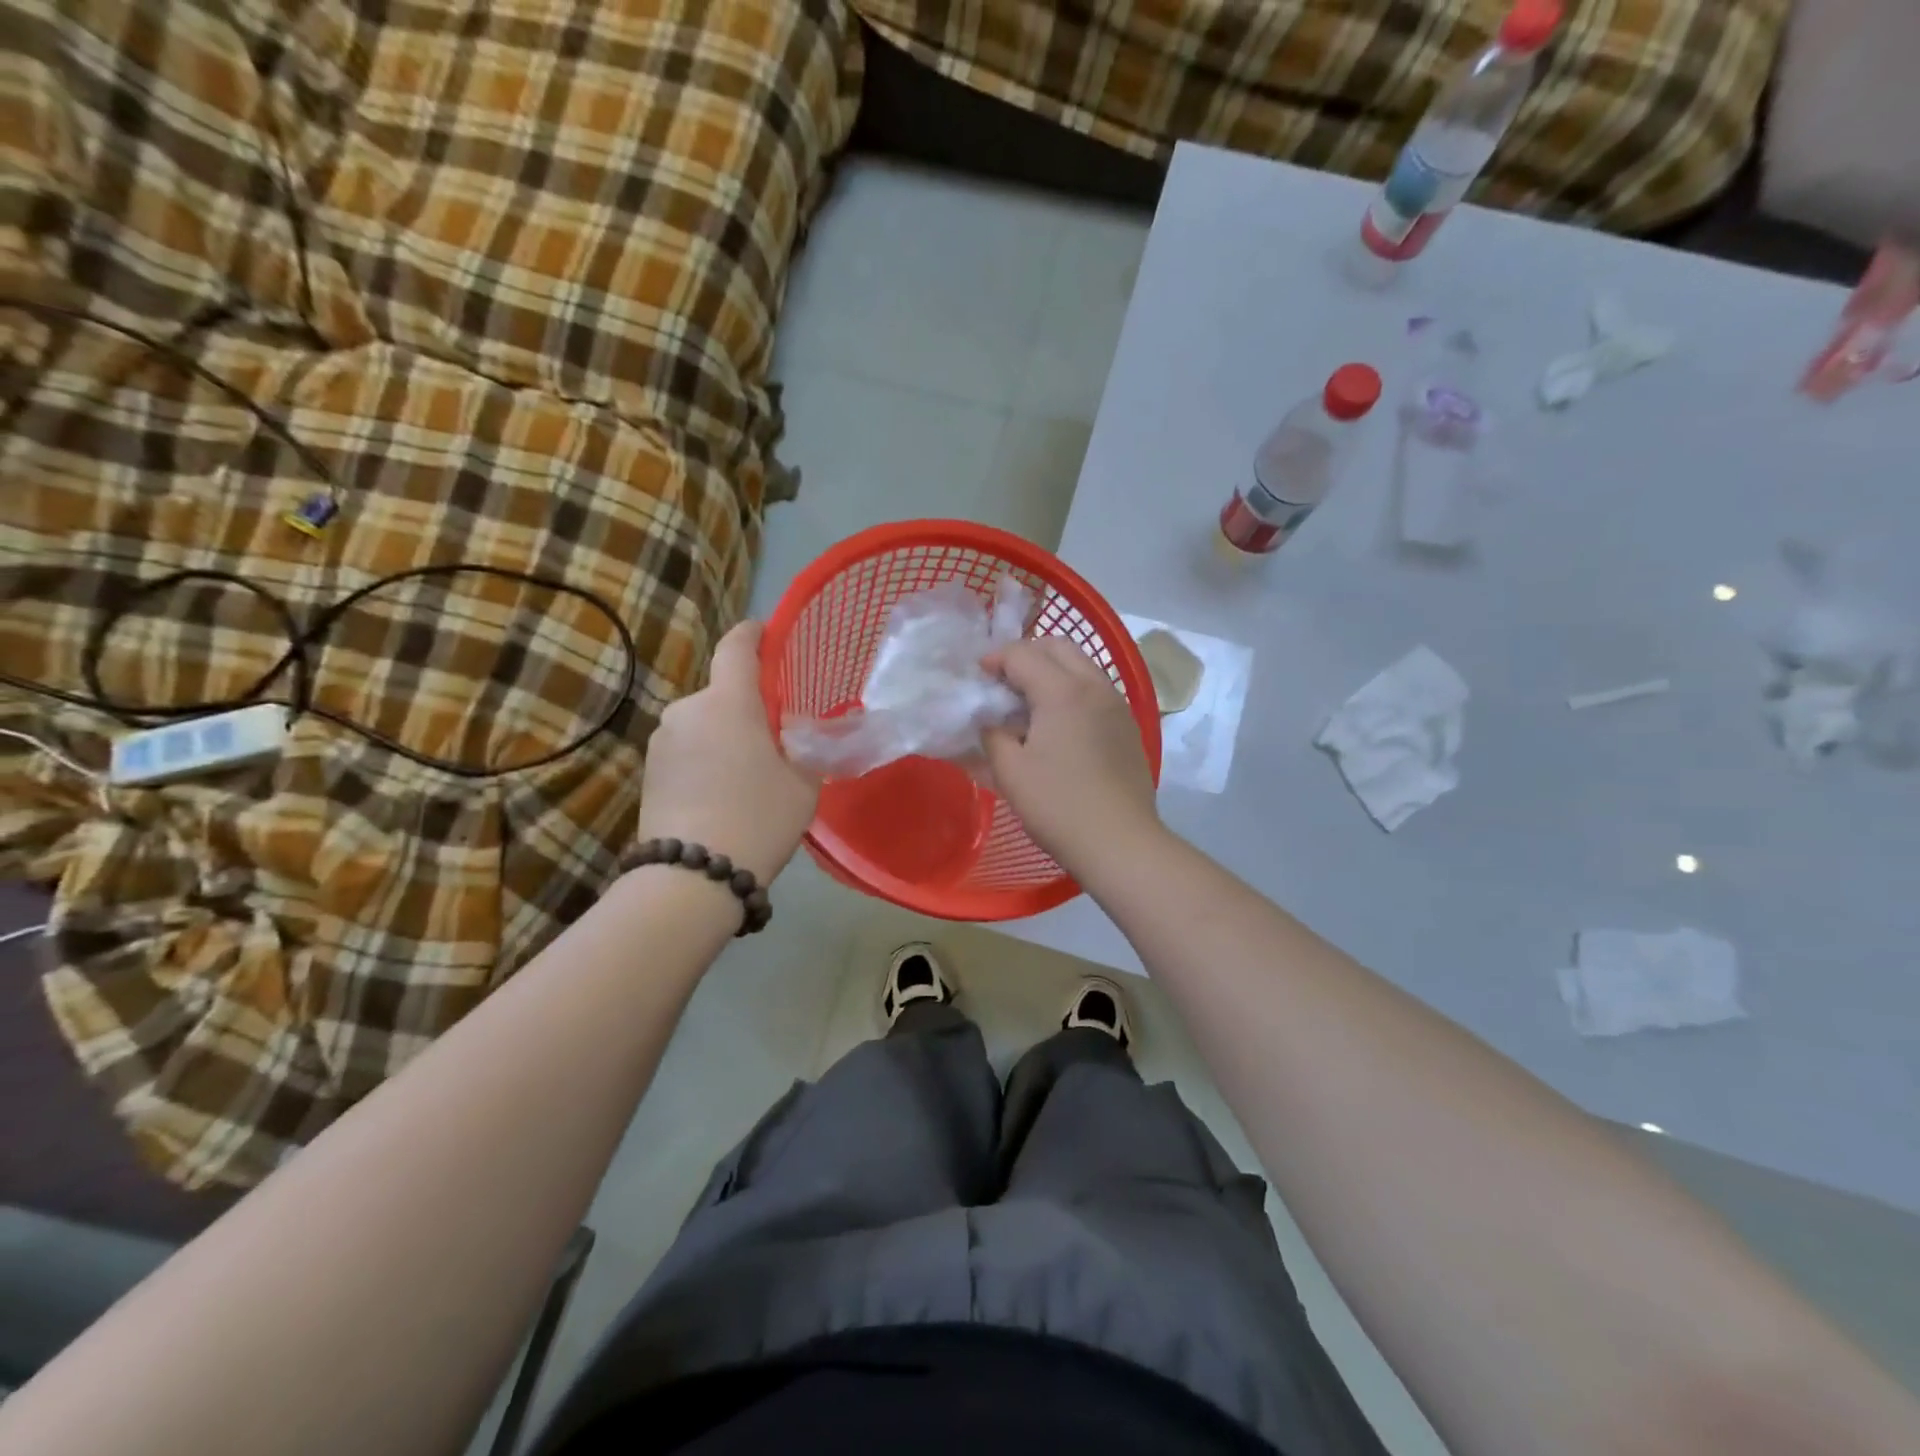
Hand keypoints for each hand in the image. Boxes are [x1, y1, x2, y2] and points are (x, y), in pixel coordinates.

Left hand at [637, 621, 818, 883]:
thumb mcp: (804, 783)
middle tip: (776, 736)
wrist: (691, 877)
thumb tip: (798, 735)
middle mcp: (687, 710)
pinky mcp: (648, 772)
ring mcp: (661, 741)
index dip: (754, 634)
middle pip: (723, 693)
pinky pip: (686, 750)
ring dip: (725, 736)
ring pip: (703, 724)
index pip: (737, 647)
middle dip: (748, 706)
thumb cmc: (758, 818)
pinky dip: (706, 759)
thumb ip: (805, 748)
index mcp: (728, 702)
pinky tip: (722, 795)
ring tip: (749, 775)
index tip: (767, 632)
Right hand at [983, 637, 1160, 872]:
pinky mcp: (1128, 725)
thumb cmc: (1058, 805)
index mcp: (1063, 691)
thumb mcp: (1010, 770)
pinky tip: (1058, 723)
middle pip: (1057, 647)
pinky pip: (1095, 689)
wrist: (1120, 842)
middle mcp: (1095, 685)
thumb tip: (990, 719)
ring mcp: (1117, 704)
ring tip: (1028, 702)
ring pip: (1081, 665)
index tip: (976, 678)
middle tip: (1002, 682)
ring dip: (1051, 670)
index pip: (1022, 654)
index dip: (994, 660)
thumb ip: (992, 733)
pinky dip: (1071, 690)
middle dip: (1026, 654)